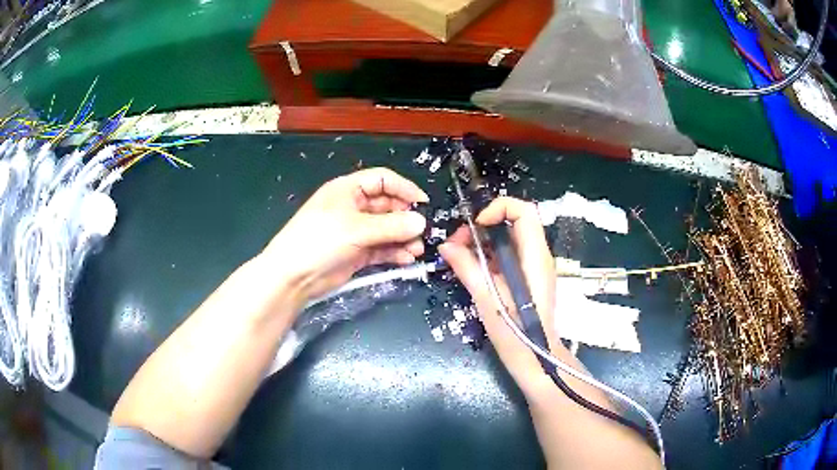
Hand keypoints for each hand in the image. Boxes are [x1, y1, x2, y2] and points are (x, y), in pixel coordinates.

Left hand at [261, 168, 427, 306]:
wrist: (293, 277)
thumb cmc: (319, 241)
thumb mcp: (356, 229)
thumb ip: (391, 226)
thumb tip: (422, 222)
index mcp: (348, 190)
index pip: (383, 180)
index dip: (404, 189)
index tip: (424, 204)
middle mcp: (353, 207)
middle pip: (388, 206)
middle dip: (406, 219)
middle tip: (423, 233)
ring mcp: (355, 231)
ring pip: (387, 230)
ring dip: (403, 238)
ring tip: (417, 250)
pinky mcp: (357, 253)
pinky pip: (382, 248)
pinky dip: (395, 253)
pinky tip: (407, 259)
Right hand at [439, 197, 559, 391]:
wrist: (536, 359)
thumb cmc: (517, 334)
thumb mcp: (488, 301)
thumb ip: (468, 269)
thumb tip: (446, 246)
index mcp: (535, 257)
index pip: (524, 211)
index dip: (498, 209)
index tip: (475, 226)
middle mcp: (537, 256)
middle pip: (513, 221)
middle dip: (482, 225)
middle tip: (458, 244)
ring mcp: (533, 267)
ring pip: (507, 237)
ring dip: (482, 240)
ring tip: (459, 256)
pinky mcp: (525, 278)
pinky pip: (506, 254)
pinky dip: (487, 255)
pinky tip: (470, 268)